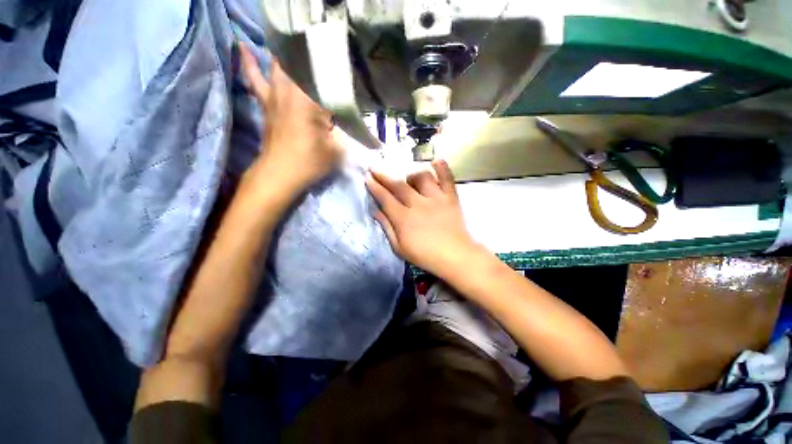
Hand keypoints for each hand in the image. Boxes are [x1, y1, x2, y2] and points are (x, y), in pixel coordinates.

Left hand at [239, 43, 343, 193]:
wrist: (280, 173)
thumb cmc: (311, 162)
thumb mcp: (338, 149)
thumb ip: (347, 132)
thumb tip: (352, 120)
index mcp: (311, 101)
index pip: (326, 77)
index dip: (337, 69)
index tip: (347, 63)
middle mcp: (291, 91)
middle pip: (300, 61)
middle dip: (311, 51)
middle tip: (322, 44)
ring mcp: (274, 95)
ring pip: (279, 64)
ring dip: (287, 52)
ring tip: (293, 37)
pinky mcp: (265, 103)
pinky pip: (255, 78)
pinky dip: (250, 63)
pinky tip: (242, 46)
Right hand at [366, 160, 478, 274]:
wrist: (455, 256)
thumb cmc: (425, 255)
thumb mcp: (399, 248)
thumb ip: (387, 227)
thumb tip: (376, 211)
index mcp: (403, 218)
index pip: (385, 198)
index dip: (374, 186)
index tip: (367, 177)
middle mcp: (418, 204)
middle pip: (398, 185)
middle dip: (384, 175)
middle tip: (375, 167)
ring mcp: (436, 199)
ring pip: (421, 177)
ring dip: (411, 174)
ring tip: (407, 177)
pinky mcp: (450, 198)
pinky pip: (447, 179)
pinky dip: (442, 168)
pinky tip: (436, 161)